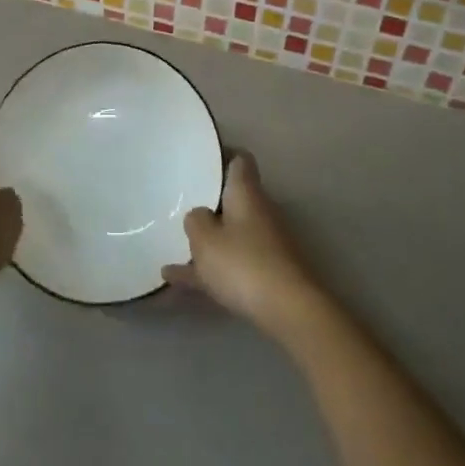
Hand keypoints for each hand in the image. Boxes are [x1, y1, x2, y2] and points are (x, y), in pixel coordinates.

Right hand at [162, 152, 327, 339]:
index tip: (203, 159)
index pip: (240, 160)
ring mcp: (267, 243)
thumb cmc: (243, 263)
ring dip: (209, 241)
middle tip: (183, 204)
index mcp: (246, 193)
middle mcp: (261, 211)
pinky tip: (179, 282)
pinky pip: (233, 263)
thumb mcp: (204, 239)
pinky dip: (212, 269)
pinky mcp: (269, 272)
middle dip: (212, 203)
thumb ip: (195, 221)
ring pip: (232, 234)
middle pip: (235, 198)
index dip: (223, 155)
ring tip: (174, 250)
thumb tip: (200, 214)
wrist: (289, 310)